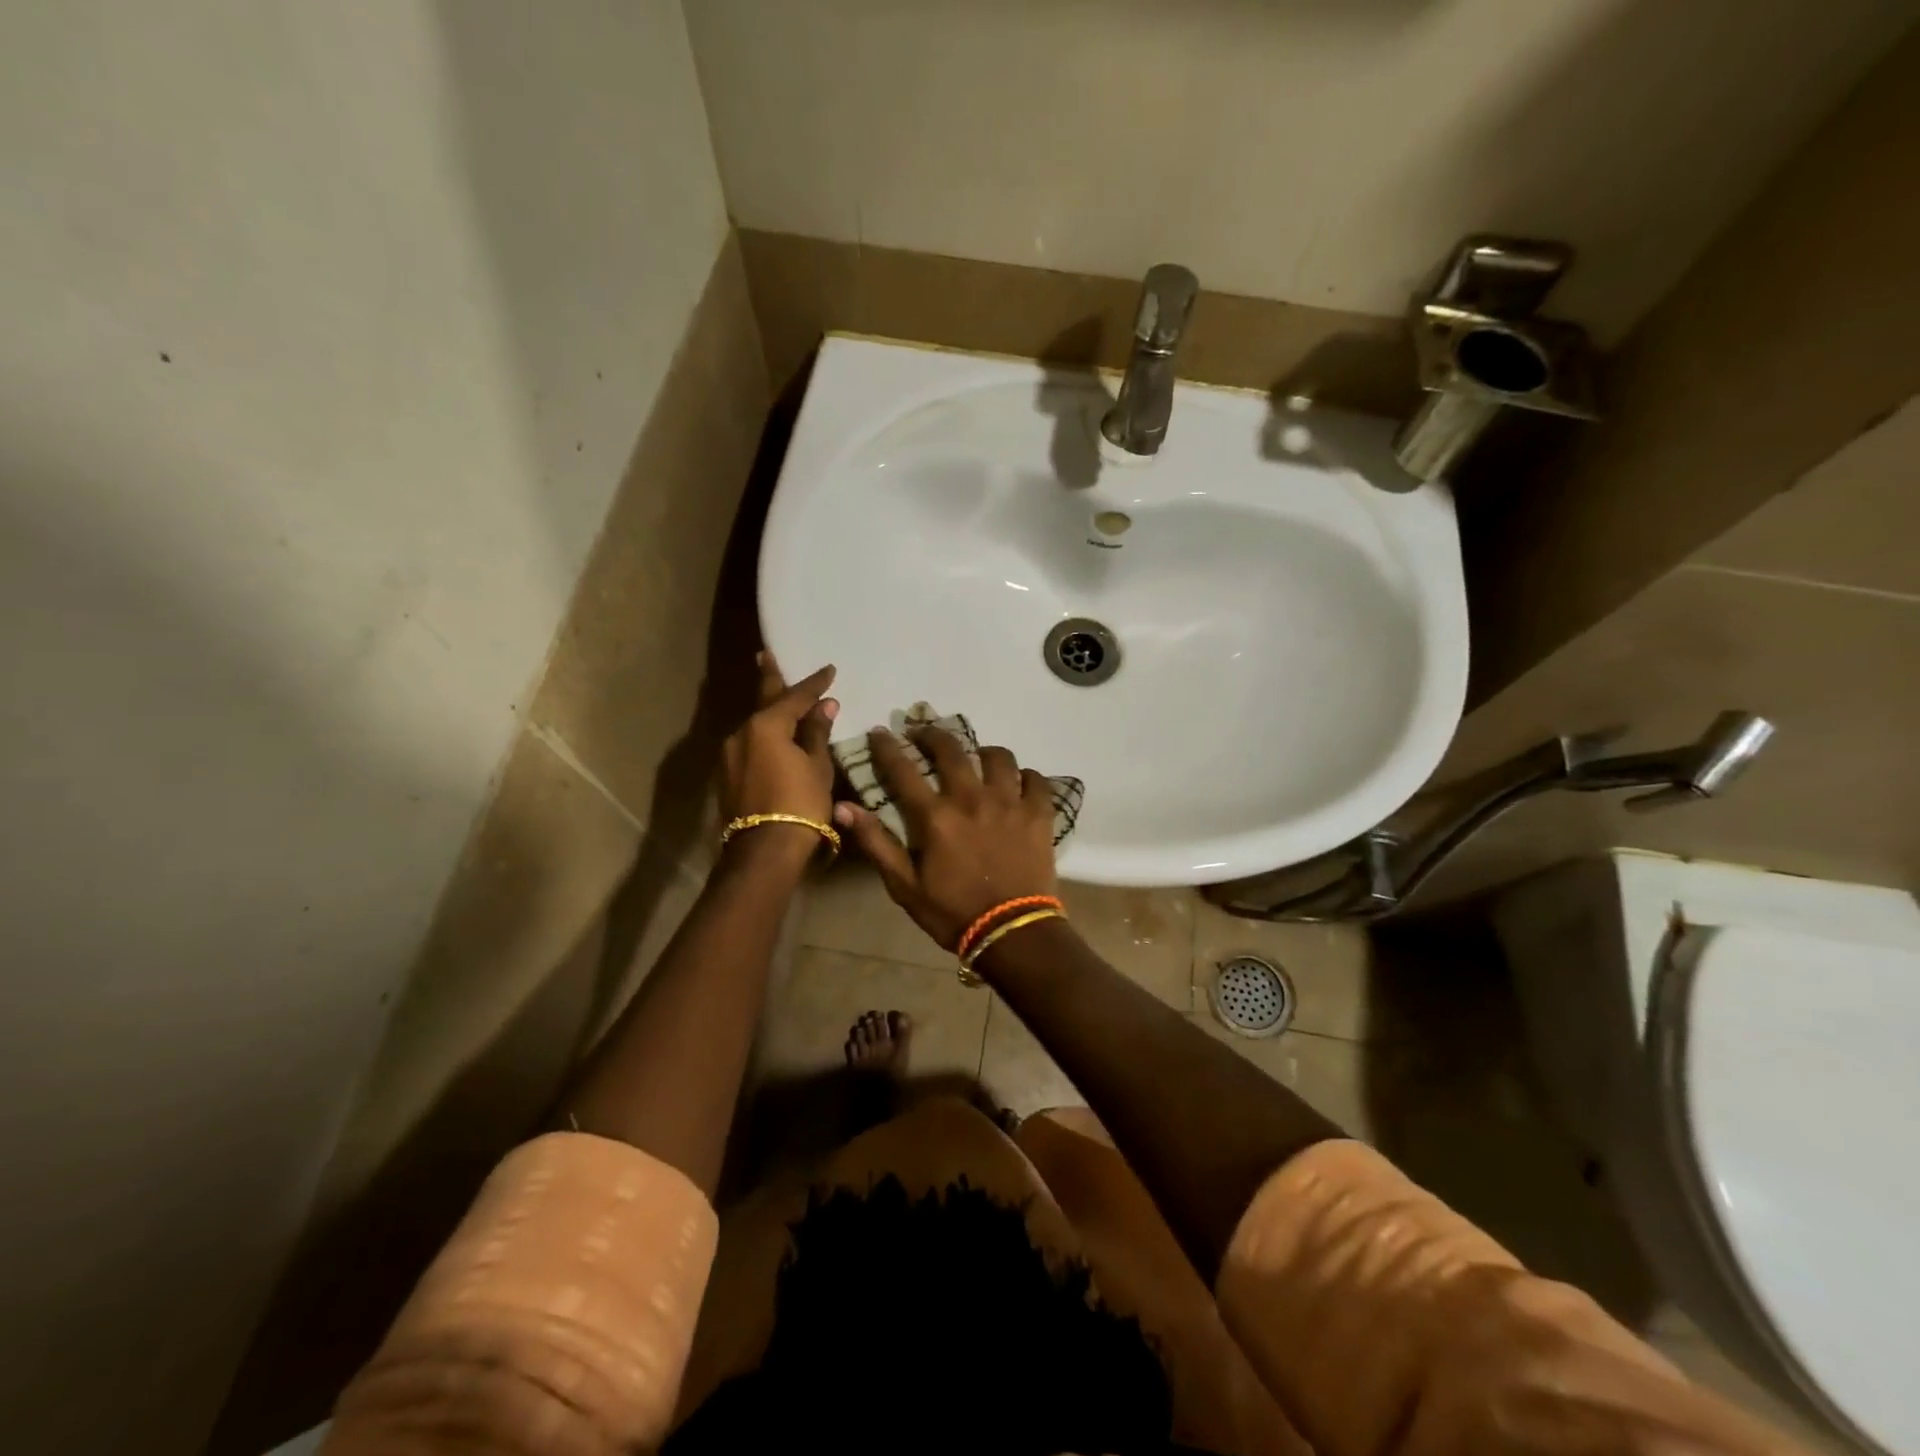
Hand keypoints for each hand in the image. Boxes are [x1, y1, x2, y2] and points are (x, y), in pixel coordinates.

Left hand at [720, 654, 837, 859]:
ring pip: (754, 725)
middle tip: (765, 655)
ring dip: (768, 711)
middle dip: (769, 678)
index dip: (814, 683)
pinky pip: (749, 744)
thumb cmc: (800, 804)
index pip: (795, 696)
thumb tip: (824, 705)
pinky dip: (763, 735)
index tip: (829, 670)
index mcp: (766, 725)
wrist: (764, 850)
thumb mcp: (817, 766)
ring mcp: (730, 755)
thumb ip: (816, 732)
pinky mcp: (727, 776)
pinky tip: (772, 736)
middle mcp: (741, 733)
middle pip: (762, 701)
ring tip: (779, 700)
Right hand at [832, 726, 1058, 949]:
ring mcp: (1009, 802)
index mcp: (935, 816)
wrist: (1012, 932)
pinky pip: (1035, 779)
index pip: (903, 769)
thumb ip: (876, 842)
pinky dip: (1025, 775)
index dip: (888, 747)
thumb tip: (843, 807)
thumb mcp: (904, 886)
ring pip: (998, 757)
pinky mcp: (1039, 813)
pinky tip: (1018, 782)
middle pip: (951, 749)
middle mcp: (971, 798)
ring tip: (978, 757)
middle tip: (924, 734)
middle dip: (933, 735)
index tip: (880, 732)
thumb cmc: (952, 912)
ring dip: (983, 752)